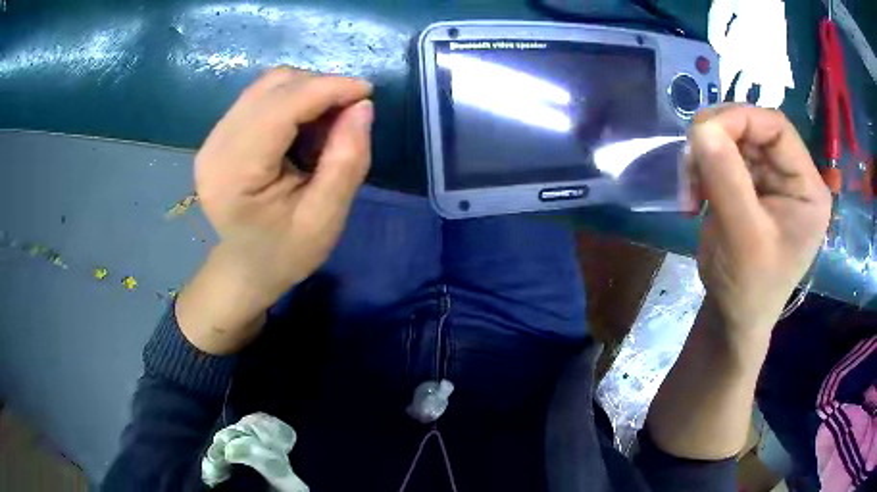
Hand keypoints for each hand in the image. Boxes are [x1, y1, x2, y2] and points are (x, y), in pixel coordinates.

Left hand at [177, 68, 373, 353]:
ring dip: (306, 91)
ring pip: (267, 86)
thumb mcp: (325, 218)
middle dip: (319, 87)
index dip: (327, 88)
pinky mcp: (219, 135)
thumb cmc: (285, 252)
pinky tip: (306, 125)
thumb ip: (346, 161)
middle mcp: (215, 146)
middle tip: (350, 113)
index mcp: (234, 173)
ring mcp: (213, 138)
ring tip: (329, 121)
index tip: (367, 91)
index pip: (281, 107)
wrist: (246, 269)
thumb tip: (362, 106)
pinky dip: (291, 100)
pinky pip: (260, 97)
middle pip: (272, 87)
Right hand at [688, 105, 830, 337]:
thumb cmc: (748, 288)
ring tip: (689, 193)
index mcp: (808, 188)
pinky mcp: (750, 186)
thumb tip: (701, 127)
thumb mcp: (743, 237)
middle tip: (688, 168)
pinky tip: (693, 196)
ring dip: (703, 158)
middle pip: (752, 129)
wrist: (732, 318)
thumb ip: (727, 180)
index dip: (739, 120)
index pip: (776, 127)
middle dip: (715, 142)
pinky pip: (721, 157)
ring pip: (731, 139)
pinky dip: (701, 169)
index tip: (701, 136)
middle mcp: (793, 176)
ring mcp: (770, 180)